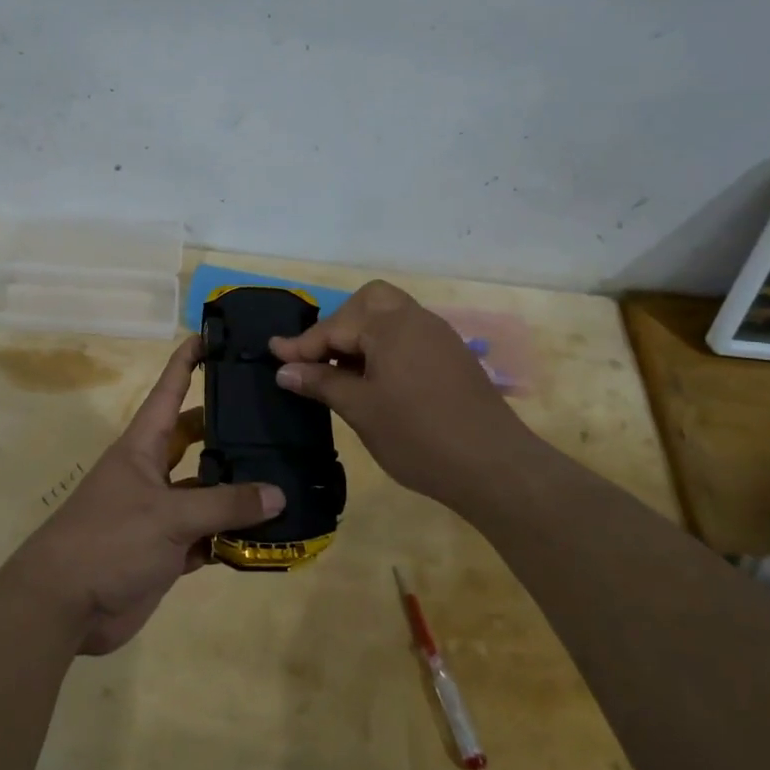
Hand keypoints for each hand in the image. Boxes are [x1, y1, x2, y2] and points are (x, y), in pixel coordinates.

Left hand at [13, 336, 283, 654]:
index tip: (213, 335)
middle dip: (229, 427)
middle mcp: (152, 471)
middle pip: (196, 438)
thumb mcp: (169, 515)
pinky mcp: (167, 550)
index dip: (188, 361)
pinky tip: (268, 533)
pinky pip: (208, 534)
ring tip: (287, 474)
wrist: (65, 606)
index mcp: (142, 445)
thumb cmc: (110, 539)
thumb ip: (224, 504)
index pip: (169, 390)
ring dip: (238, 488)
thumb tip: (278, 493)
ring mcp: (160, 512)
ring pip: (207, 490)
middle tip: (275, 416)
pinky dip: (233, 535)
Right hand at [270, 280, 537, 508]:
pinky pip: (409, 337)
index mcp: (392, 325)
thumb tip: (285, 370)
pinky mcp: (453, 358)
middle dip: (340, 324)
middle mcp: (417, 320)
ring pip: (392, 319)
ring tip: (341, 372)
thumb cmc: (418, 436)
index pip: (336, 326)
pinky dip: (385, 348)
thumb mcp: (360, 410)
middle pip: (370, 302)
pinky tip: (374, 381)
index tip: (274, 356)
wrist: (494, 467)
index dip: (302, 345)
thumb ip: (321, 383)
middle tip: (319, 357)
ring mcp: (440, 338)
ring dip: (363, 336)